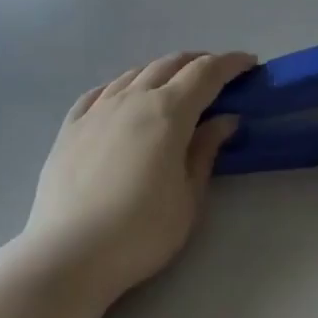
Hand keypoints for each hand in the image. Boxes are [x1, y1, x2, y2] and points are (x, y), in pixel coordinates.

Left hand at [24, 51, 253, 299]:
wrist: (68, 254)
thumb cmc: (141, 231)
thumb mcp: (188, 197)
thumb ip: (205, 151)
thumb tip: (225, 119)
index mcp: (168, 112)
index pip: (206, 73)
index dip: (230, 64)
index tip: (250, 63)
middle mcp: (133, 98)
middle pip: (170, 64)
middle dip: (198, 62)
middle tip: (217, 75)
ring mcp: (97, 109)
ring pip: (135, 73)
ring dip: (161, 71)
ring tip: (174, 85)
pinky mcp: (70, 127)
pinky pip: (100, 92)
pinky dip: (122, 86)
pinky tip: (123, 96)